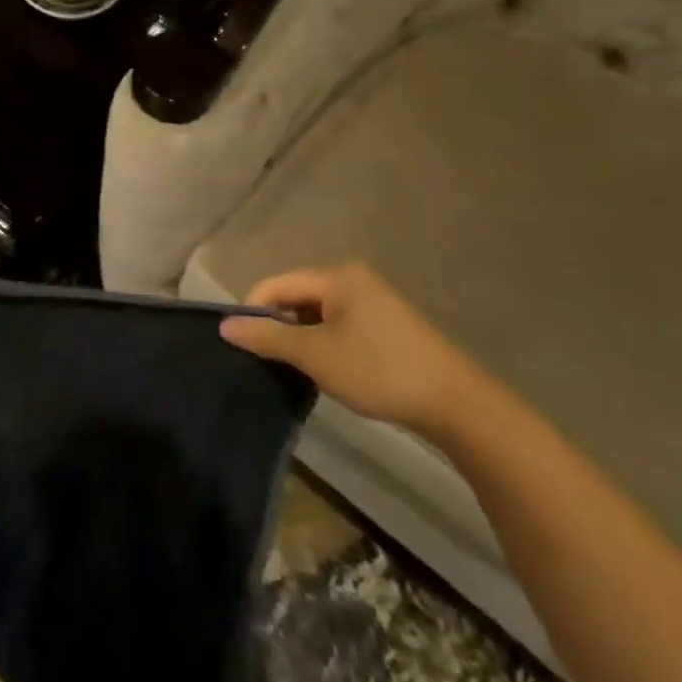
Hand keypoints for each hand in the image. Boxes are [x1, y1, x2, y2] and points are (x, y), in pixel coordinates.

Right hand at [219, 263, 481, 432]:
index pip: (276, 284)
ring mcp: (373, 303)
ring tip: (291, 369)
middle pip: (296, 296)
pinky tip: (323, 371)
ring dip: (300, 339)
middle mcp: (353, 280)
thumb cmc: (379, 370)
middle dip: (277, 326)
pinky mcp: (386, 328)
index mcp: (336, 276)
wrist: (457, 405)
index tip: (241, 345)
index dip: (253, 311)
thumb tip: (224, 325)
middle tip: (265, 361)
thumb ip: (267, 337)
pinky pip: (338, 327)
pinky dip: (323, 345)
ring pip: (317, 315)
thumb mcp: (315, 354)